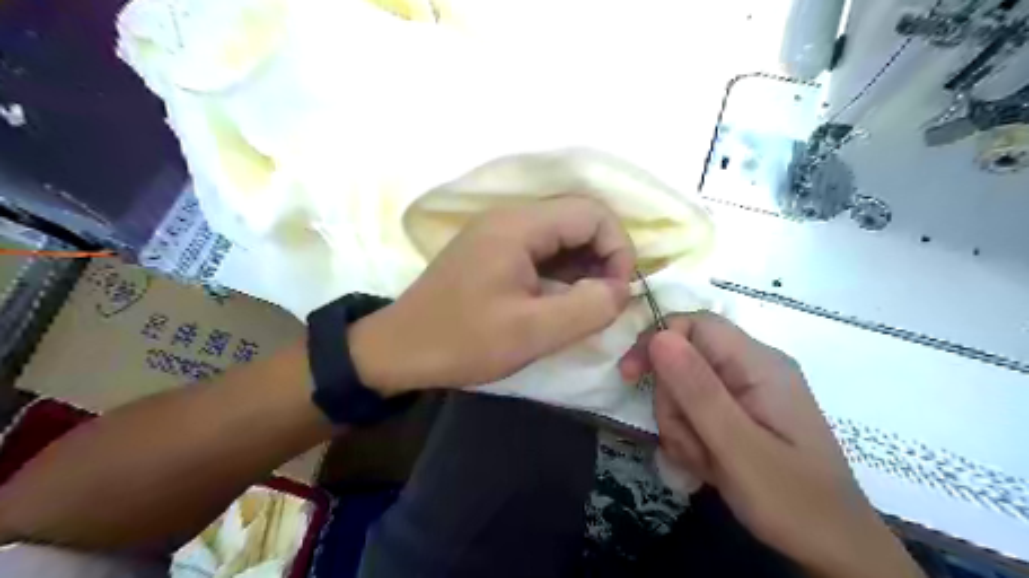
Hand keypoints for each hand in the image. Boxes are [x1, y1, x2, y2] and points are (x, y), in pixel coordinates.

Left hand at [349, 197, 632, 392]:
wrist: (398, 350)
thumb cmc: (462, 341)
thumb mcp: (532, 332)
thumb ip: (588, 308)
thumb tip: (620, 290)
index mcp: (518, 226)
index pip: (593, 214)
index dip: (618, 249)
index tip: (617, 293)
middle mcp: (509, 218)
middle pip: (578, 221)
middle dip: (602, 259)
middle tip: (603, 303)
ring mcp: (498, 233)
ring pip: (561, 238)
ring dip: (582, 269)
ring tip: (583, 307)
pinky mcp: (491, 252)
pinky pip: (541, 252)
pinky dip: (561, 274)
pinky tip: (558, 303)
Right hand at [619, 313, 924, 574]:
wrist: (835, 549)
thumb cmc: (792, 501)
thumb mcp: (738, 447)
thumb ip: (698, 390)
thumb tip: (659, 336)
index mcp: (759, 364)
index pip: (695, 324)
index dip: (657, 341)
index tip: (630, 376)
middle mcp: (753, 368)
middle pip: (685, 358)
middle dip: (672, 401)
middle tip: (688, 443)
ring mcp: (747, 391)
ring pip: (684, 387)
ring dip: (680, 425)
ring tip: (703, 461)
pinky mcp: (741, 412)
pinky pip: (697, 409)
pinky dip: (691, 435)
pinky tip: (707, 464)